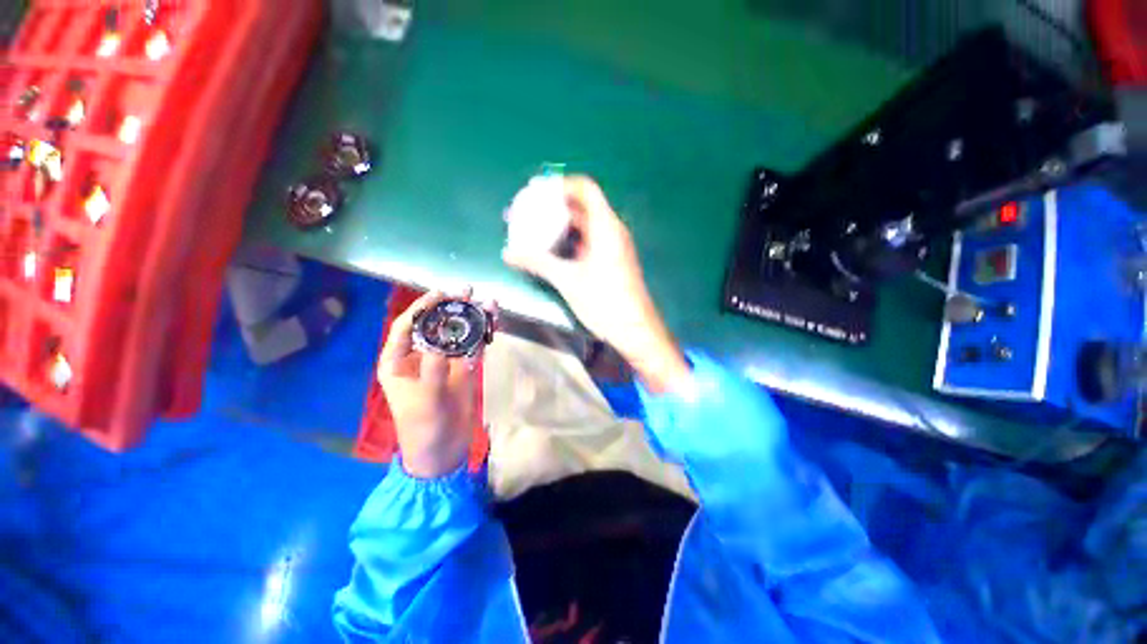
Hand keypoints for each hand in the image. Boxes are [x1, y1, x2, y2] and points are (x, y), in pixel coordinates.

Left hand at [377, 290, 490, 477]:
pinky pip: (473, 347)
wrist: (442, 450)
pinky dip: (483, 334)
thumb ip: (433, 369)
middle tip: (467, 291)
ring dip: (471, 318)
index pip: (407, 326)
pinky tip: (494, 322)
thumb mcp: (424, 399)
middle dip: (451, 307)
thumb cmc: (422, 427)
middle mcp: (420, 356)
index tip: (441, 294)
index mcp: (398, 361)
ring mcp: (444, 361)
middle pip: (436, 325)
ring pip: (457, 333)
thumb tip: (443, 341)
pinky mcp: (464, 369)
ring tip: (487, 302)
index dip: (423, 307)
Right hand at [502, 176, 689, 393]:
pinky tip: (554, 250)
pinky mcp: (612, 262)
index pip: (586, 189)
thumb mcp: (568, 280)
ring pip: (586, 226)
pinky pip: (589, 242)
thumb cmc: (605, 301)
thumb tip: (509, 253)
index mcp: (606, 226)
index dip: (562, 184)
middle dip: (555, 206)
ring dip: (562, 225)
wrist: (635, 329)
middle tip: (530, 211)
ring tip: (537, 230)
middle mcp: (613, 231)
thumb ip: (538, 263)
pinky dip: (571, 241)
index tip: (538, 190)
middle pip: (583, 207)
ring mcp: (614, 247)